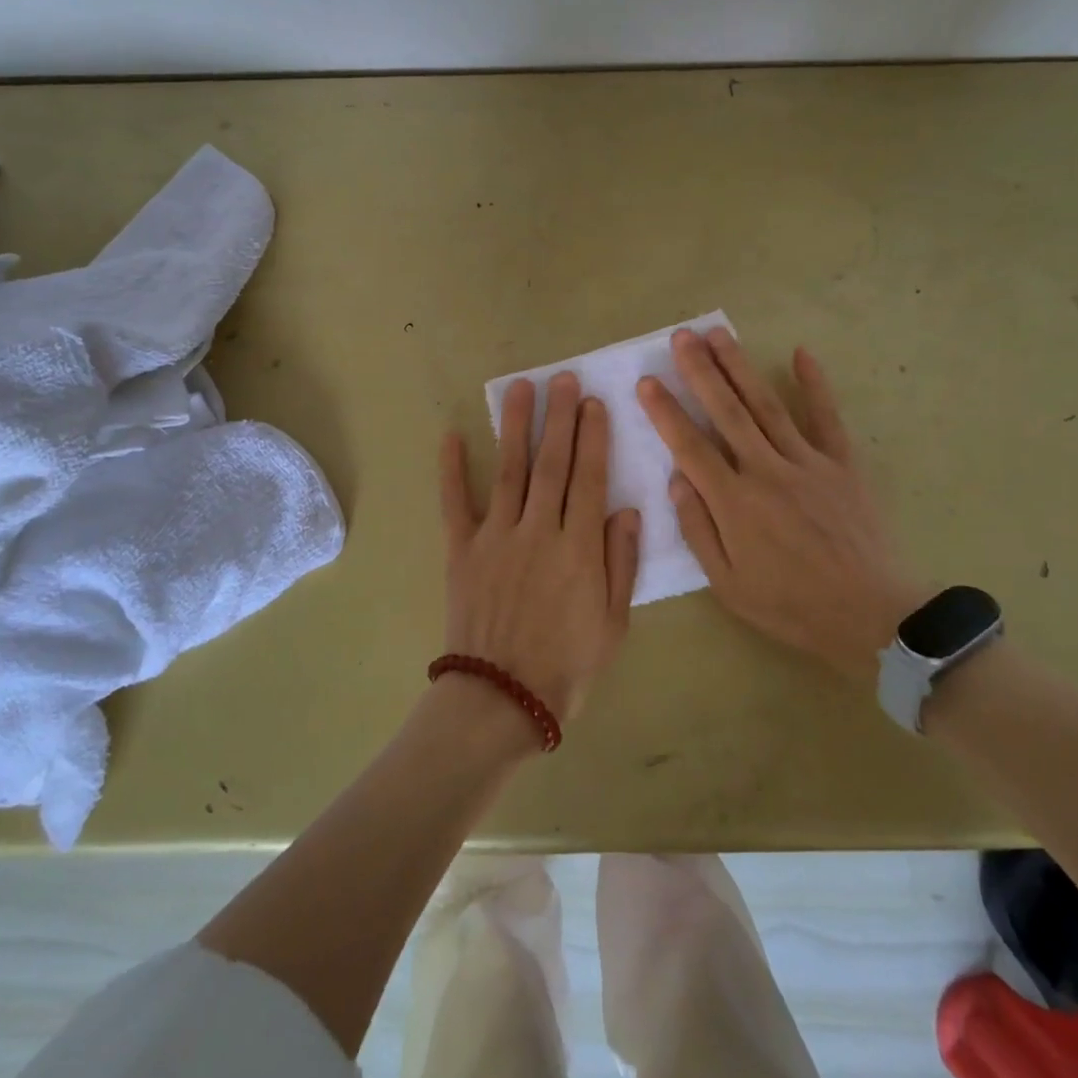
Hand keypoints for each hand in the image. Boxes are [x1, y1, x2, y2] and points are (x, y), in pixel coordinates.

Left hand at [439, 373, 641, 725]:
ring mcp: (495, 538)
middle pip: (551, 463)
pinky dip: (451, 469)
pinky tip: (451, 435)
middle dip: (559, 417)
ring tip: (519, 387)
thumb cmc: (568, 665)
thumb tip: (626, 508)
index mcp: (578, 547)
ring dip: (515, 427)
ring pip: (509, 471)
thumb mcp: (613, 622)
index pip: (588, 479)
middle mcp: (537, 531)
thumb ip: (620, 561)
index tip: (594, 403)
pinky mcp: (461, 551)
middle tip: (562, 378)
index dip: (592, 438)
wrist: (503, 699)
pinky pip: (454, 503)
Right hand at [636, 328, 925, 679]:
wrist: (870, 615)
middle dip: (700, 371)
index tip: (647, 382)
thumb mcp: (728, 583)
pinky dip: (814, 384)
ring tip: (719, 334)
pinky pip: (826, 417)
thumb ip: (698, 528)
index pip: (690, 446)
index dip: (666, 412)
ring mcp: (808, 462)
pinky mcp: (842, 464)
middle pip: (727, 412)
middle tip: (682, 336)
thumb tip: (677, 479)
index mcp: (735, 502)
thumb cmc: (790, 605)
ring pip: (766, 405)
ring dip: (740, 367)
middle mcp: (767, 471)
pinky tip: (800, 353)